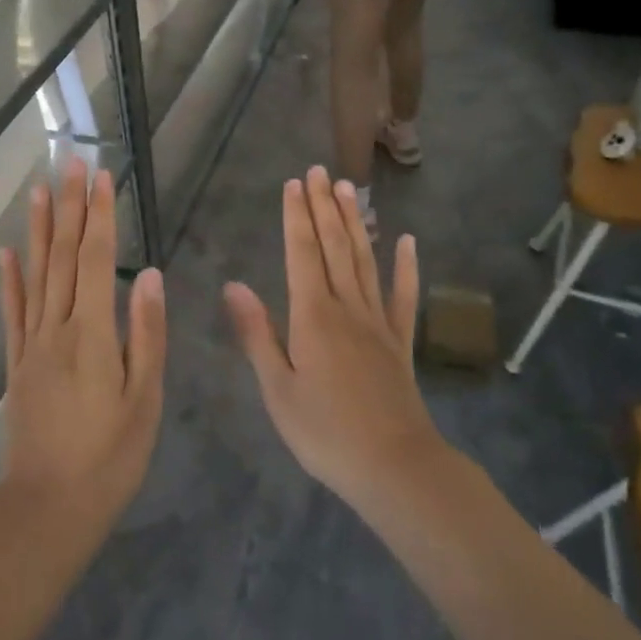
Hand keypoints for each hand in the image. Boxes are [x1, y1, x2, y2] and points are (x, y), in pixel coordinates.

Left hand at [0, 161, 164, 521]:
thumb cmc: (110, 455)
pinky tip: (7, 252)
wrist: (49, 506)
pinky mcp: (16, 362)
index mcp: (92, 332)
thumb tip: (151, 274)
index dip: (99, 215)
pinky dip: (9, 278)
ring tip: (38, 190)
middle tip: (70, 163)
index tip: (101, 176)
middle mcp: (56, 326)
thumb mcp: (144, 398)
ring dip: (38, 229)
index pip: (96, 259)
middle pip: (63, 255)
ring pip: (35, 274)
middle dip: (69, 206)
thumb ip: (147, 333)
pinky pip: (11, 311)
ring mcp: (31, 343)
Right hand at [224, 167, 441, 505]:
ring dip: (355, 223)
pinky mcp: (400, 342)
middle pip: (334, 247)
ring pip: (364, 261)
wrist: (395, 468)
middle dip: (323, 207)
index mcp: (313, 316)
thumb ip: (257, 333)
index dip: (296, 217)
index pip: (302, 254)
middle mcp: (347, 307)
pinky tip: (407, 241)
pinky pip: (403, 297)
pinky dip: (406, 267)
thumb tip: (233, 284)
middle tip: (318, 171)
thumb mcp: (277, 389)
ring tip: (349, 189)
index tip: (294, 183)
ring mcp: (378, 322)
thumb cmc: (325, 433)